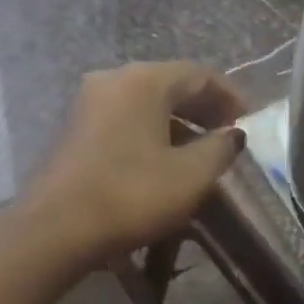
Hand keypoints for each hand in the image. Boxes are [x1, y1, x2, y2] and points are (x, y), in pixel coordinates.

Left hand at [27, 61, 246, 257]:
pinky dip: (150, 133)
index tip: (248, 120)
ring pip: (145, 104)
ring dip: (176, 123)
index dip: (229, 96)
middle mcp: (113, 80)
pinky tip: (162, 161)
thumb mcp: (191, 175)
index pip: (199, 75)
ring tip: (199, 152)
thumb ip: (220, 149)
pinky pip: (124, 120)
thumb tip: (231, 134)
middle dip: (202, 108)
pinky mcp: (74, 130)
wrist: (55, 229)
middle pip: (169, 85)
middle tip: (227, 134)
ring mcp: (87, 103)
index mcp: (144, 80)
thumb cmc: (131, 195)